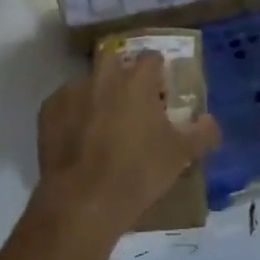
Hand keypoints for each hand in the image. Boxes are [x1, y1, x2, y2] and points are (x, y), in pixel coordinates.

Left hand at [33, 48, 221, 243]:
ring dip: (96, 93)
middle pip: (114, 58)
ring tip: (102, 122)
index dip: (158, 71)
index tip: (161, 90)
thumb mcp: (180, 155)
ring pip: (87, 81)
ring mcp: (71, 91)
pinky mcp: (48, 111)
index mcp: (136, 80)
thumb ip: (202, 133)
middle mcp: (103, 76)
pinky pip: (64, 102)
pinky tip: (78, 137)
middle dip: (122, 72)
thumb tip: (211, 121)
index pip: (152, 58)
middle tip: (131, 100)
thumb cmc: (137, 173)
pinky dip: (73, 113)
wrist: (82, 202)